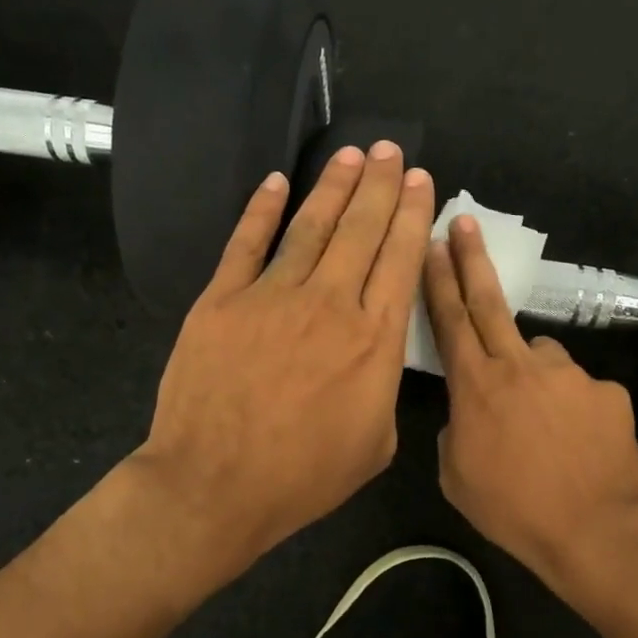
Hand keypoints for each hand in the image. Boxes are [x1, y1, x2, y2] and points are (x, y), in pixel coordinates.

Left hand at [132, 143, 434, 574]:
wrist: (215, 485)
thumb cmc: (304, 476)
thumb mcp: (377, 445)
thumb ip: (385, 388)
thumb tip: (378, 354)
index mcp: (374, 340)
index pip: (400, 260)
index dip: (413, 215)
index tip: (421, 182)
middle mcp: (330, 304)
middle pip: (361, 230)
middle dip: (381, 186)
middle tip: (392, 151)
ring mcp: (271, 296)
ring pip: (310, 226)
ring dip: (334, 187)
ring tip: (352, 155)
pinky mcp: (222, 301)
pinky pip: (246, 243)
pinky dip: (261, 210)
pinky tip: (276, 183)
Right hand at [423, 216, 637, 588]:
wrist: (592, 530)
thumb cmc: (512, 509)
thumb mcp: (457, 475)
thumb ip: (457, 428)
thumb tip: (471, 410)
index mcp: (476, 386)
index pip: (451, 320)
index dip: (439, 278)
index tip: (434, 241)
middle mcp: (521, 365)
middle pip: (491, 303)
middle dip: (472, 260)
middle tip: (466, 225)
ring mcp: (569, 374)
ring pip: (542, 357)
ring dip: (533, 374)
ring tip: (544, 424)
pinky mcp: (607, 390)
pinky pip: (580, 390)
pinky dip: (572, 408)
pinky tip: (578, 443)